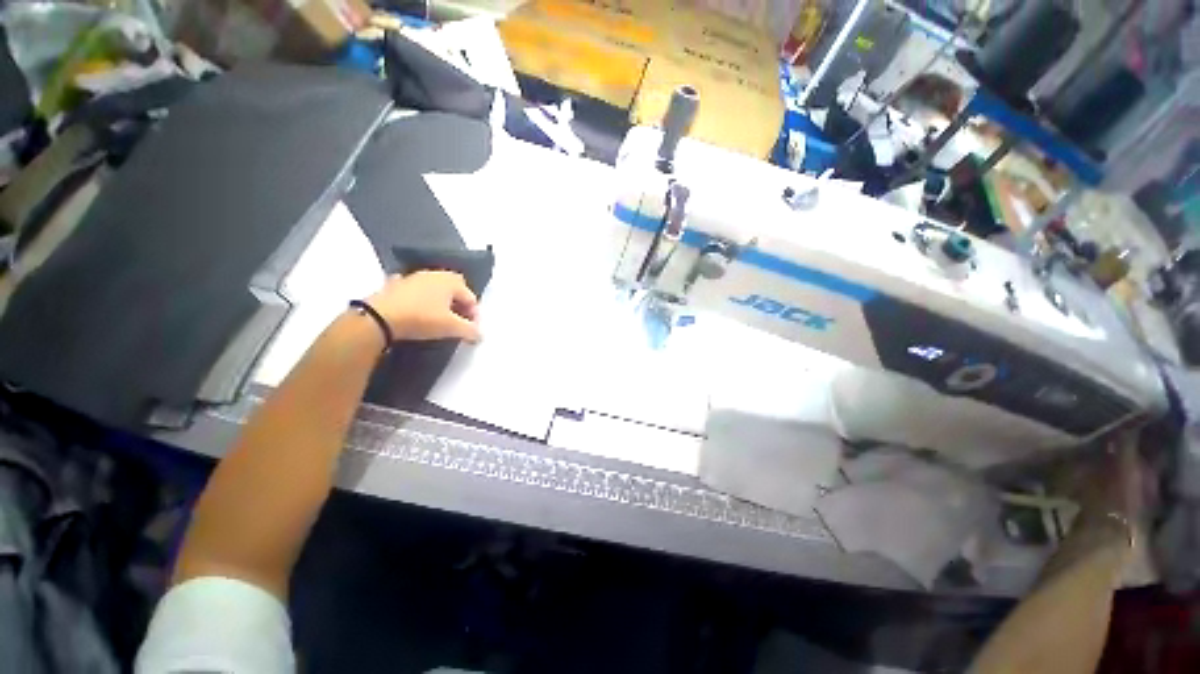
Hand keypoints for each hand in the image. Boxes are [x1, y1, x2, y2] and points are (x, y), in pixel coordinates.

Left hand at [365, 271, 480, 343]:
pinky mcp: (395, 285)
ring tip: (438, 319)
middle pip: (455, 290)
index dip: (474, 316)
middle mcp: (434, 274)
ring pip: (435, 289)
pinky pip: (416, 292)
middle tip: (458, 322)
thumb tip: (480, 335)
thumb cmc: (422, 318)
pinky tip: (417, 312)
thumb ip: (470, 331)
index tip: (471, 331)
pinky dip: (421, 300)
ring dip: (441, 302)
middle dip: (459, 305)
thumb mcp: (451, 327)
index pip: (471, 298)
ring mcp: (413, 277)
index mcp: (451, 281)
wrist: (379, 318)